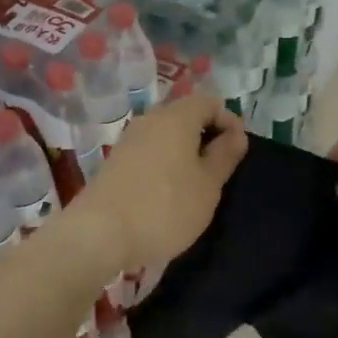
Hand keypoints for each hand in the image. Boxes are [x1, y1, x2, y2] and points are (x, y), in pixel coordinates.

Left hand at [75, 94, 247, 268]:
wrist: (100, 234)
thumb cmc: (165, 208)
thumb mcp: (208, 185)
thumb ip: (224, 156)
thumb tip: (236, 134)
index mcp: (176, 117)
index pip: (211, 102)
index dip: (230, 122)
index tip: (238, 152)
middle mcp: (150, 120)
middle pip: (186, 116)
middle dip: (207, 136)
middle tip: (219, 170)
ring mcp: (128, 140)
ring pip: (166, 135)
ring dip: (185, 152)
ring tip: (196, 185)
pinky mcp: (115, 162)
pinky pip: (149, 152)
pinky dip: (165, 164)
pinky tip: (168, 193)